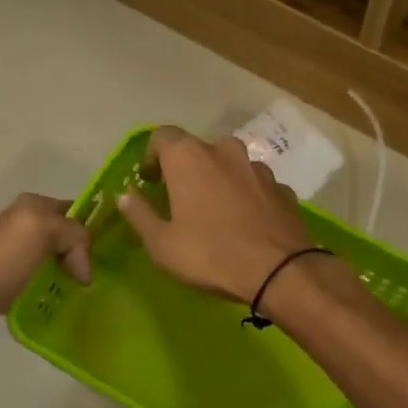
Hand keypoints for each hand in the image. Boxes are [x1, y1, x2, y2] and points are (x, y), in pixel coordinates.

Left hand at [0, 193, 90, 346]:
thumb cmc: (3, 260)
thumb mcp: (45, 230)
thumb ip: (76, 235)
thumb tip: (84, 271)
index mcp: (32, 205)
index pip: (76, 210)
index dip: (95, 228)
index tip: (112, 254)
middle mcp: (24, 225)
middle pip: (68, 237)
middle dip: (85, 254)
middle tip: (100, 277)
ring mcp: (16, 254)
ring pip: (58, 260)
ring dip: (71, 275)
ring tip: (86, 293)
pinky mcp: (11, 281)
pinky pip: (44, 281)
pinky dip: (56, 290)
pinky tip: (64, 302)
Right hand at [118, 126, 316, 302]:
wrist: (280, 271)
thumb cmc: (210, 255)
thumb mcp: (161, 243)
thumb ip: (139, 213)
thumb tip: (125, 195)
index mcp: (189, 156)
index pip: (162, 136)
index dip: (152, 157)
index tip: (150, 182)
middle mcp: (225, 150)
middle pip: (197, 148)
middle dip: (185, 168)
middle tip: (179, 198)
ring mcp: (258, 167)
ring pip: (230, 164)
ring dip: (218, 179)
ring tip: (215, 212)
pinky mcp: (282, 187)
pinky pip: (254, 184)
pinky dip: (245, 195)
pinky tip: (244, 223)